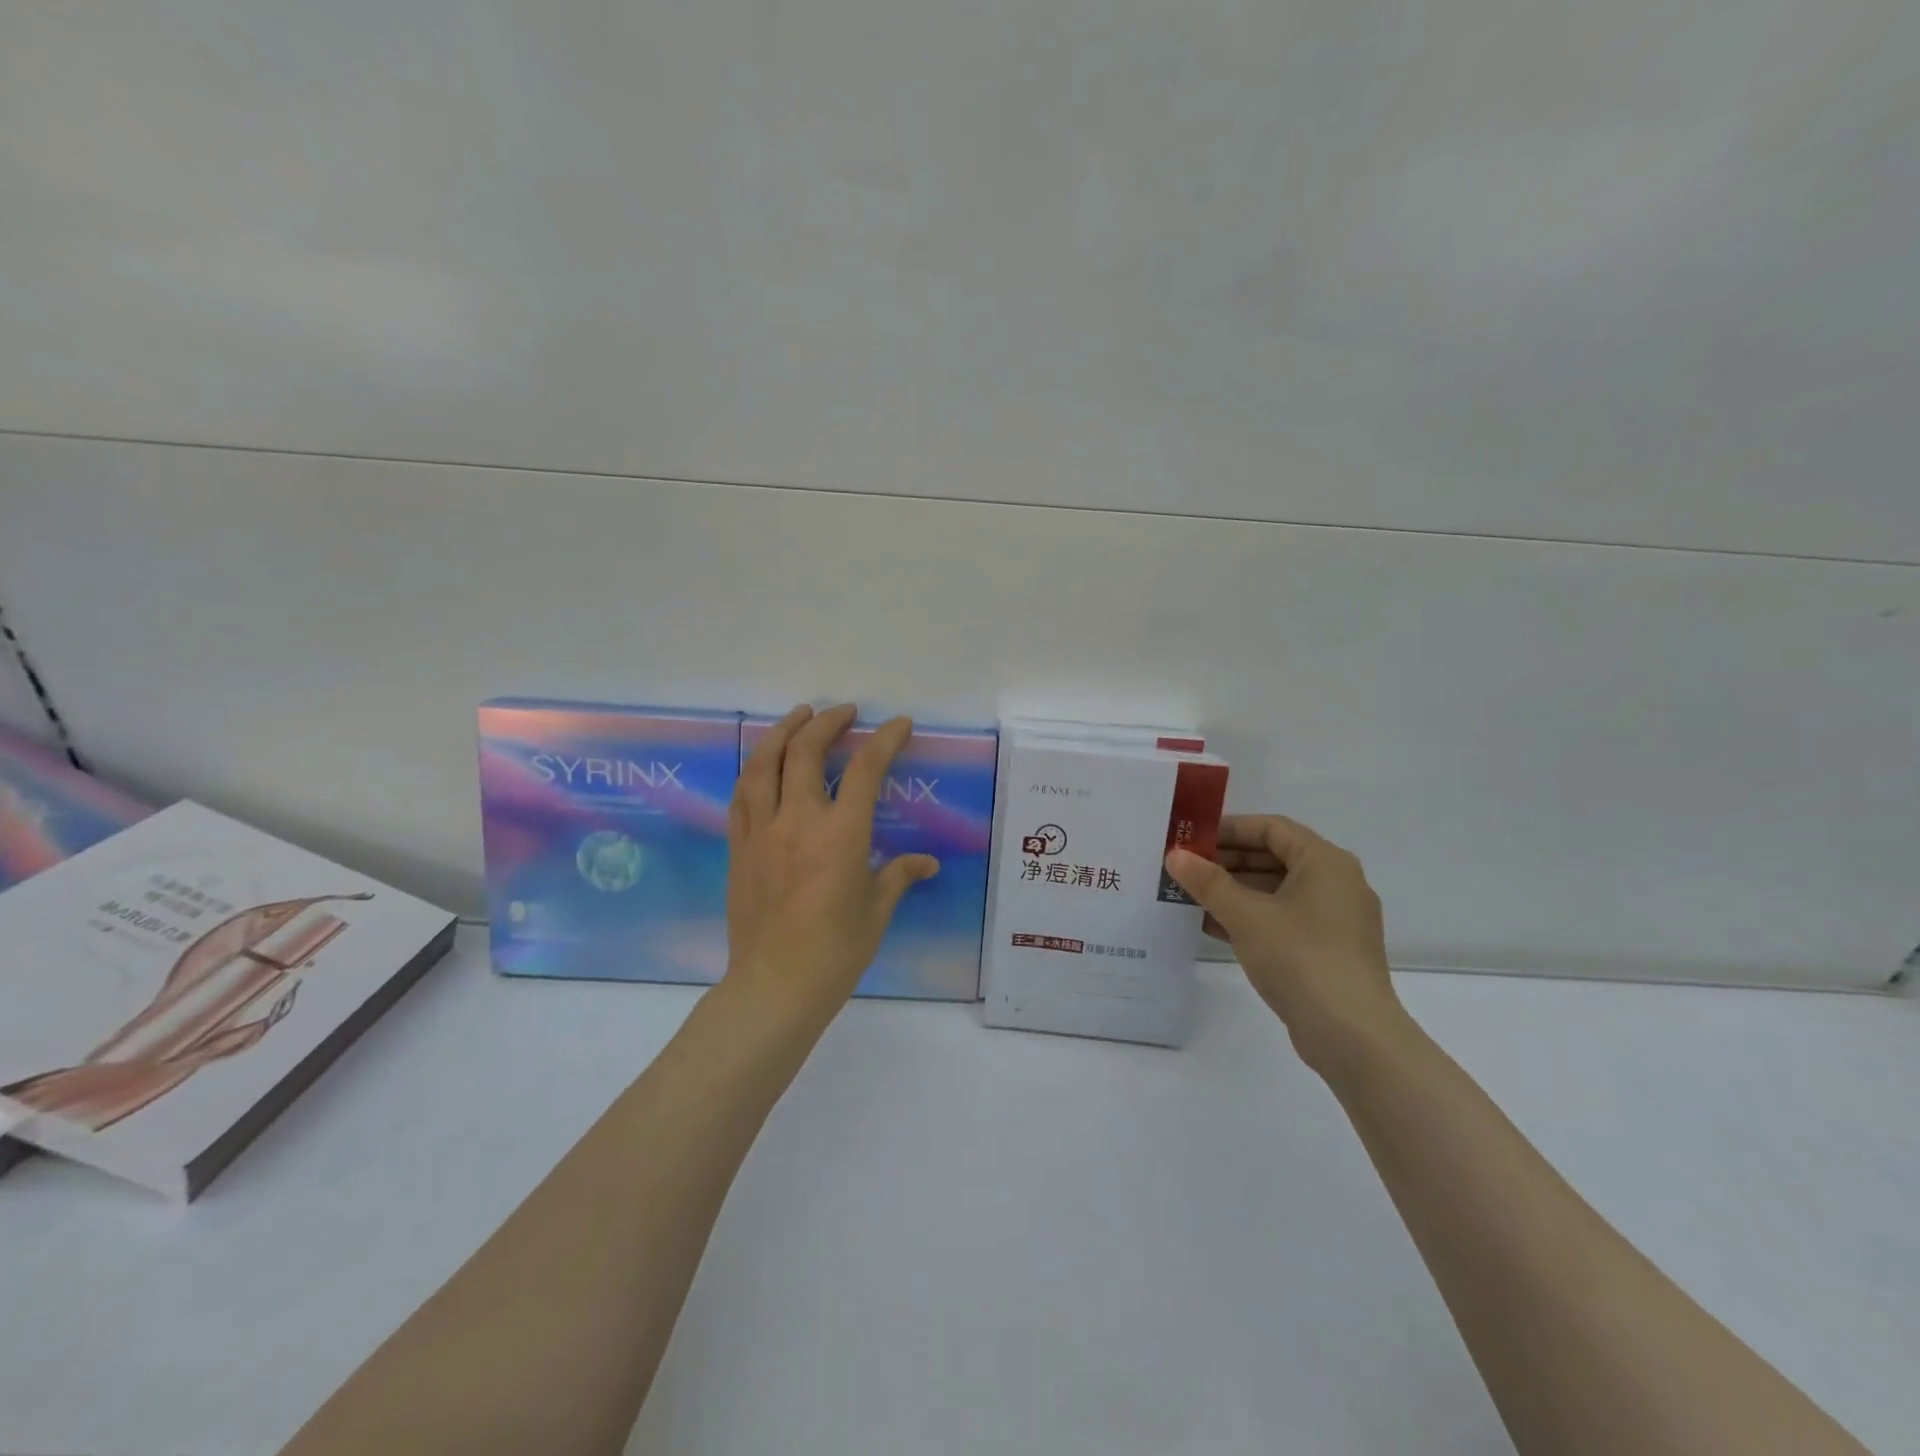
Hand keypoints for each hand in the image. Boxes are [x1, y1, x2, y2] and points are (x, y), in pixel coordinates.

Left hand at [722, 704, 939, 1027]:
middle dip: (825, 722)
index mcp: (840, 834)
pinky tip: (763, 765)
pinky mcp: (739, 848)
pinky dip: (755, 770)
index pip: (865, 769)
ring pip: (763, 764)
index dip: (884, 739)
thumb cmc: (836, 951)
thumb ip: (898, 876)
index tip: (898, 723)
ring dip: (782, 733)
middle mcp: (798, 821)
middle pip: (805, 752)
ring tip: (798, 717)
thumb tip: (927, 863)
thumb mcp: (876, 911)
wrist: (774, 986)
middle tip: (843, 712)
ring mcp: (761, 832)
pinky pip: (742, 796)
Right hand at [1164, 816, 1403, 1070]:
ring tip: (1192, 897)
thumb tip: (1175, 855)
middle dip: (1228, 861)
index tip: (1192, 839)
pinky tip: (1214, 927)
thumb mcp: (1245, 915)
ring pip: (1278, 890)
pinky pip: (1285, 918)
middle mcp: (1337, 882)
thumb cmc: (1300, 958)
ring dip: (1235, 891)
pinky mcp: (1330, 950)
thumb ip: (1208, 882)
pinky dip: (1252, 917)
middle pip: (1275, 857)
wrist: (1352, 1036)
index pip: (1271, 828)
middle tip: (1187, 869)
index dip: (1228, 829)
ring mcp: (1337, 919)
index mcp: (1325, 862)